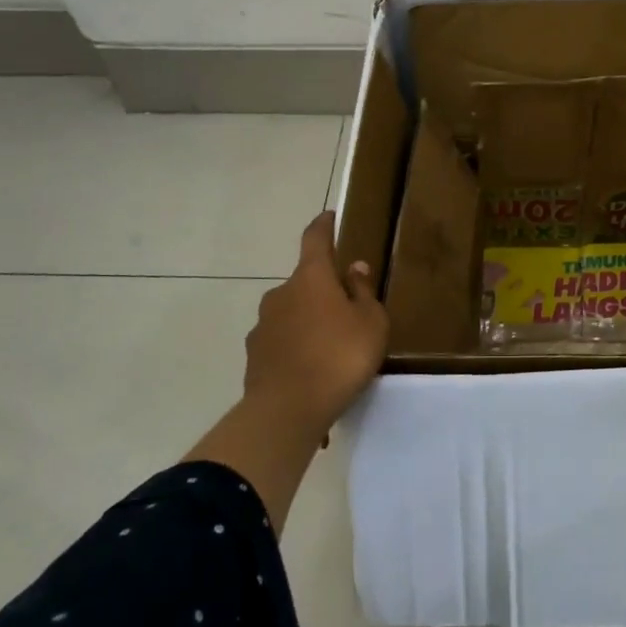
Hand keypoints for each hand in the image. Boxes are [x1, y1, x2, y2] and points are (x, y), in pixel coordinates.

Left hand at [242, 212, 388, 437]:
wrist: (287, 410)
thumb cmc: (340, 357)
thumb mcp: (371, 323)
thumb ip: (363, 292)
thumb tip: (354, 267)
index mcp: (311, 278)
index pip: (315, 239)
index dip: (323, 226)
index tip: (329, 216)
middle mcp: (281, 293)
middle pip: (305, 281)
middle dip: (323, 289)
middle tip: (347, 310)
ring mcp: (263, 324)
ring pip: (291, 312)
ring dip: (309, 320)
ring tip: (330, 347)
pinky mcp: (254, 354)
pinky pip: (281, 341)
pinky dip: (296, 346)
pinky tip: (311, 369)